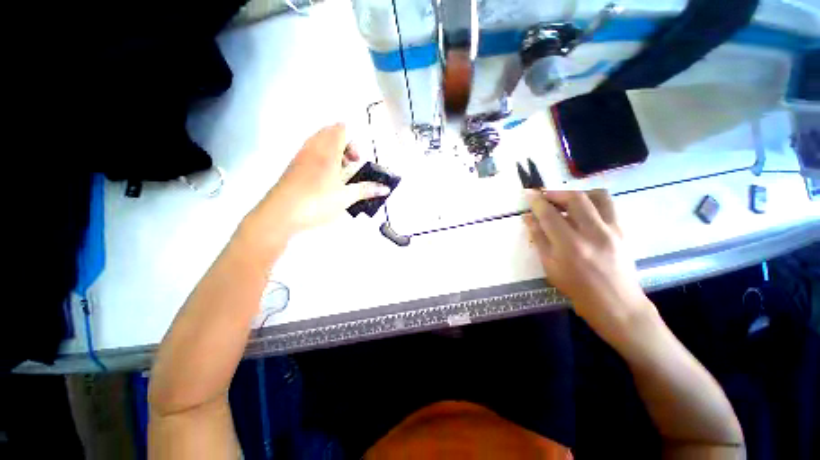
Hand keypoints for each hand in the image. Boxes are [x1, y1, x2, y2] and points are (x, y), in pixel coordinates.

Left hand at [244, 124, 389, 245]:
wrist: (280, 215)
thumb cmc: (316, 203)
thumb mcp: (345, 198)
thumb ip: (366, 190)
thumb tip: (385, 188)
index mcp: (327, 152)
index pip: (340, 129)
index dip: (352, 140)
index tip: (357, 159)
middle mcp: (312, 148)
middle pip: (329, 132)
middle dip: (344, 144)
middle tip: (350, 164)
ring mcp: (300, 156)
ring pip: (318, 141)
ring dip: (332, 150)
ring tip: (339, 171)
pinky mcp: (292, 166)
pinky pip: (309, 152)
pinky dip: (321, 157)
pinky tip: (325, 179)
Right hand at [524, 189, 653, 337]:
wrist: (616, 303)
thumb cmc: (577, 288)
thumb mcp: (550, 266)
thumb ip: (539, 238)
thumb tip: (528, 218)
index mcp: (570, 245)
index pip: (550, 214)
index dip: (537, 201)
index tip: (528, 193)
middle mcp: (593, 233)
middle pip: (575, 198)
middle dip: (555, 193)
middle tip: (544, 196)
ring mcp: (612, 230)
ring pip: (596, 195)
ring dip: (577, 193)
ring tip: (565, 201)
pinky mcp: (623, 230)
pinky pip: (608, 205)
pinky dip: (592, 201)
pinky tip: (582, 211)